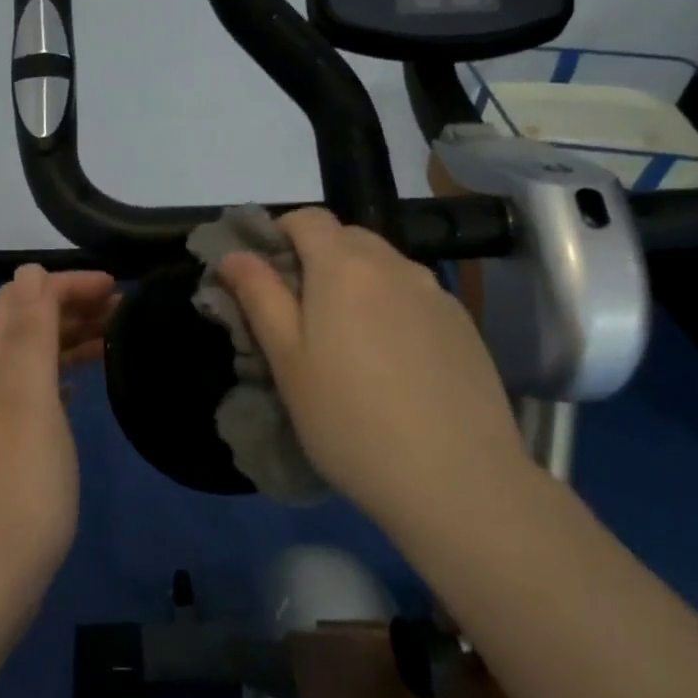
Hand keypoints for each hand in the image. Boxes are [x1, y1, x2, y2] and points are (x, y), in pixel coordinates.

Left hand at [0, 265, 116, 623]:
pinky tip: (82, 386)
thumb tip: (28, 271)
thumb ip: (28, 334)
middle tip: (124, 308)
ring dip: (68, 338)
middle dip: (69, 305)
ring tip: (115, 338)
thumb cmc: (18, 487)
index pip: (19, 299)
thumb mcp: (27, 401)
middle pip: (23, 325)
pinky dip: (61, 375)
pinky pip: (35, 393)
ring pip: (31, 359)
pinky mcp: (6, 452)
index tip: (115, 286)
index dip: (62, 284)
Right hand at [217, 209, 524, 526]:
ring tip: (346, 344)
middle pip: (348, 238)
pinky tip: (392, 364)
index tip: (264, 276)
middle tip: (299, 315)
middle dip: (316, 259)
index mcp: (346, 267)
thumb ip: (259, 297)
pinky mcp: (463, 325)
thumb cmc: (349, 420)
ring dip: (356, 285)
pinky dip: (391, 310)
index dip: (279, 234)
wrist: (456, 479)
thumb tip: (234, 254)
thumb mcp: (287, 361)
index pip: (307, 218)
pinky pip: (415, 297)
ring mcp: (437, 294)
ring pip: (384, 269)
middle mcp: (396, 266)